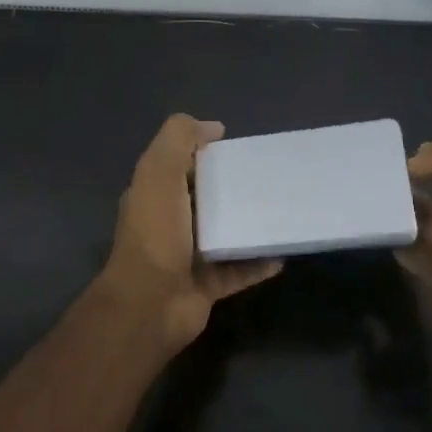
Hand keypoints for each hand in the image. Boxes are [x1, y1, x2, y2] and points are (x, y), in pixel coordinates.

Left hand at [101, 114, 282, 353]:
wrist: (150, 304)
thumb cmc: (156, 232)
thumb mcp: (159, 171)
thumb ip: (179, 139)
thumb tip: (213, 127)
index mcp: (154, 194)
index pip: (181, 166)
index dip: (205, 153)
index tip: (238, 148)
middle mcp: (169, 224)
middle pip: (205, 199)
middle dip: (232, 188)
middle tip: (269, 179)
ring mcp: (187, 258)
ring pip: (223, 235)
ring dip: (248, 226)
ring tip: (281, 212)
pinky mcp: (206, 285)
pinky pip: (239, 271)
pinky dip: (258, 263)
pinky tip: (282, 253)